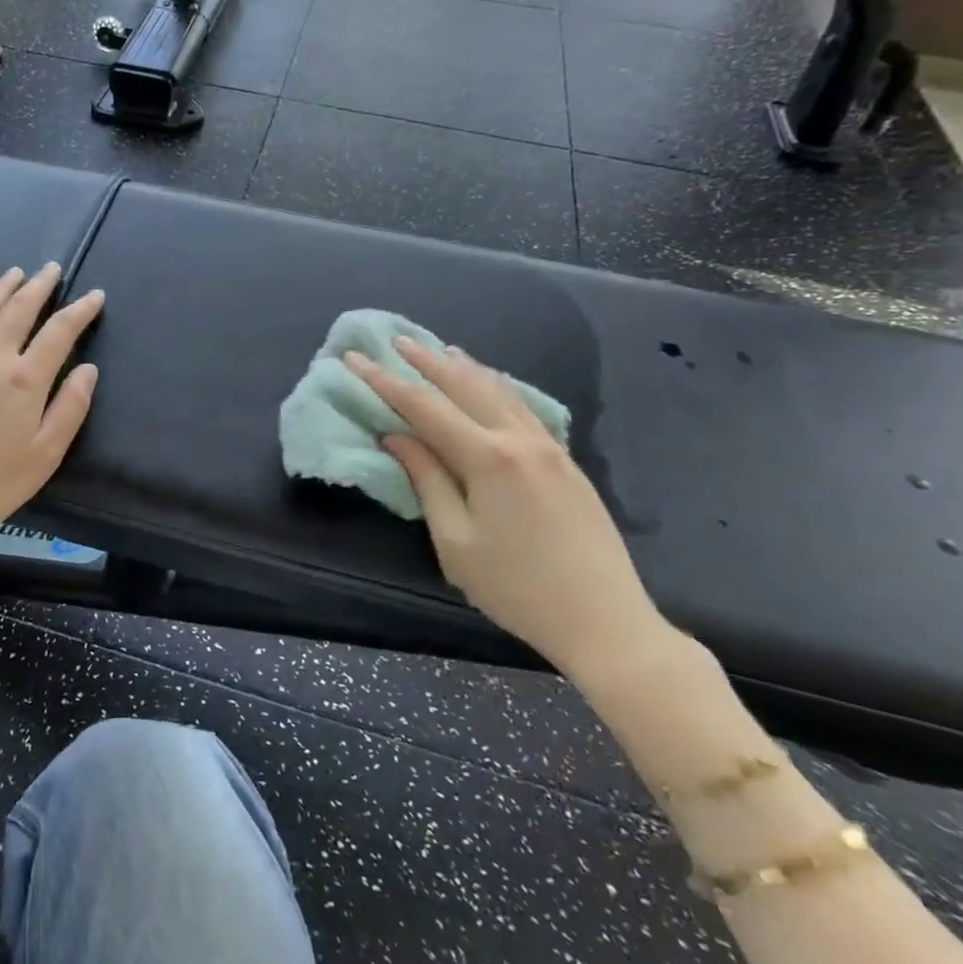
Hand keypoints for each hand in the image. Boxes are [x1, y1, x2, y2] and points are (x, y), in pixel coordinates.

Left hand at [0, 265, 104, 538]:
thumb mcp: (44, 455)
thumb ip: (70, 408)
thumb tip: (87, 369)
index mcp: (25, 379)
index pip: (60, 332)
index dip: (80, 310)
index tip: (95, 295)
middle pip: (19, 310)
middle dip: (39, 286)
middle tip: (52, 268)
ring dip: (0, 289)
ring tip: (14, 272)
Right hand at [345, 339, 664, 677]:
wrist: (606, 621)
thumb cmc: (517, 589)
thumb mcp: (456, 542)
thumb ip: (427, 481)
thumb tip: (397, 437)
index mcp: (488, 459)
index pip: (424, 407)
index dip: (385, 382)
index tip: (355, 360)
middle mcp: (520, 439)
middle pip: (465, 386)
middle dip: (426, 362)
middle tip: (395, 342)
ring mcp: (549, 447)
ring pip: (499, 390)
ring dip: (463, 368)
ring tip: (438, 350)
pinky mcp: (566, 461)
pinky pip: (522, 407)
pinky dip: (495, 387)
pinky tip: (488, 384)